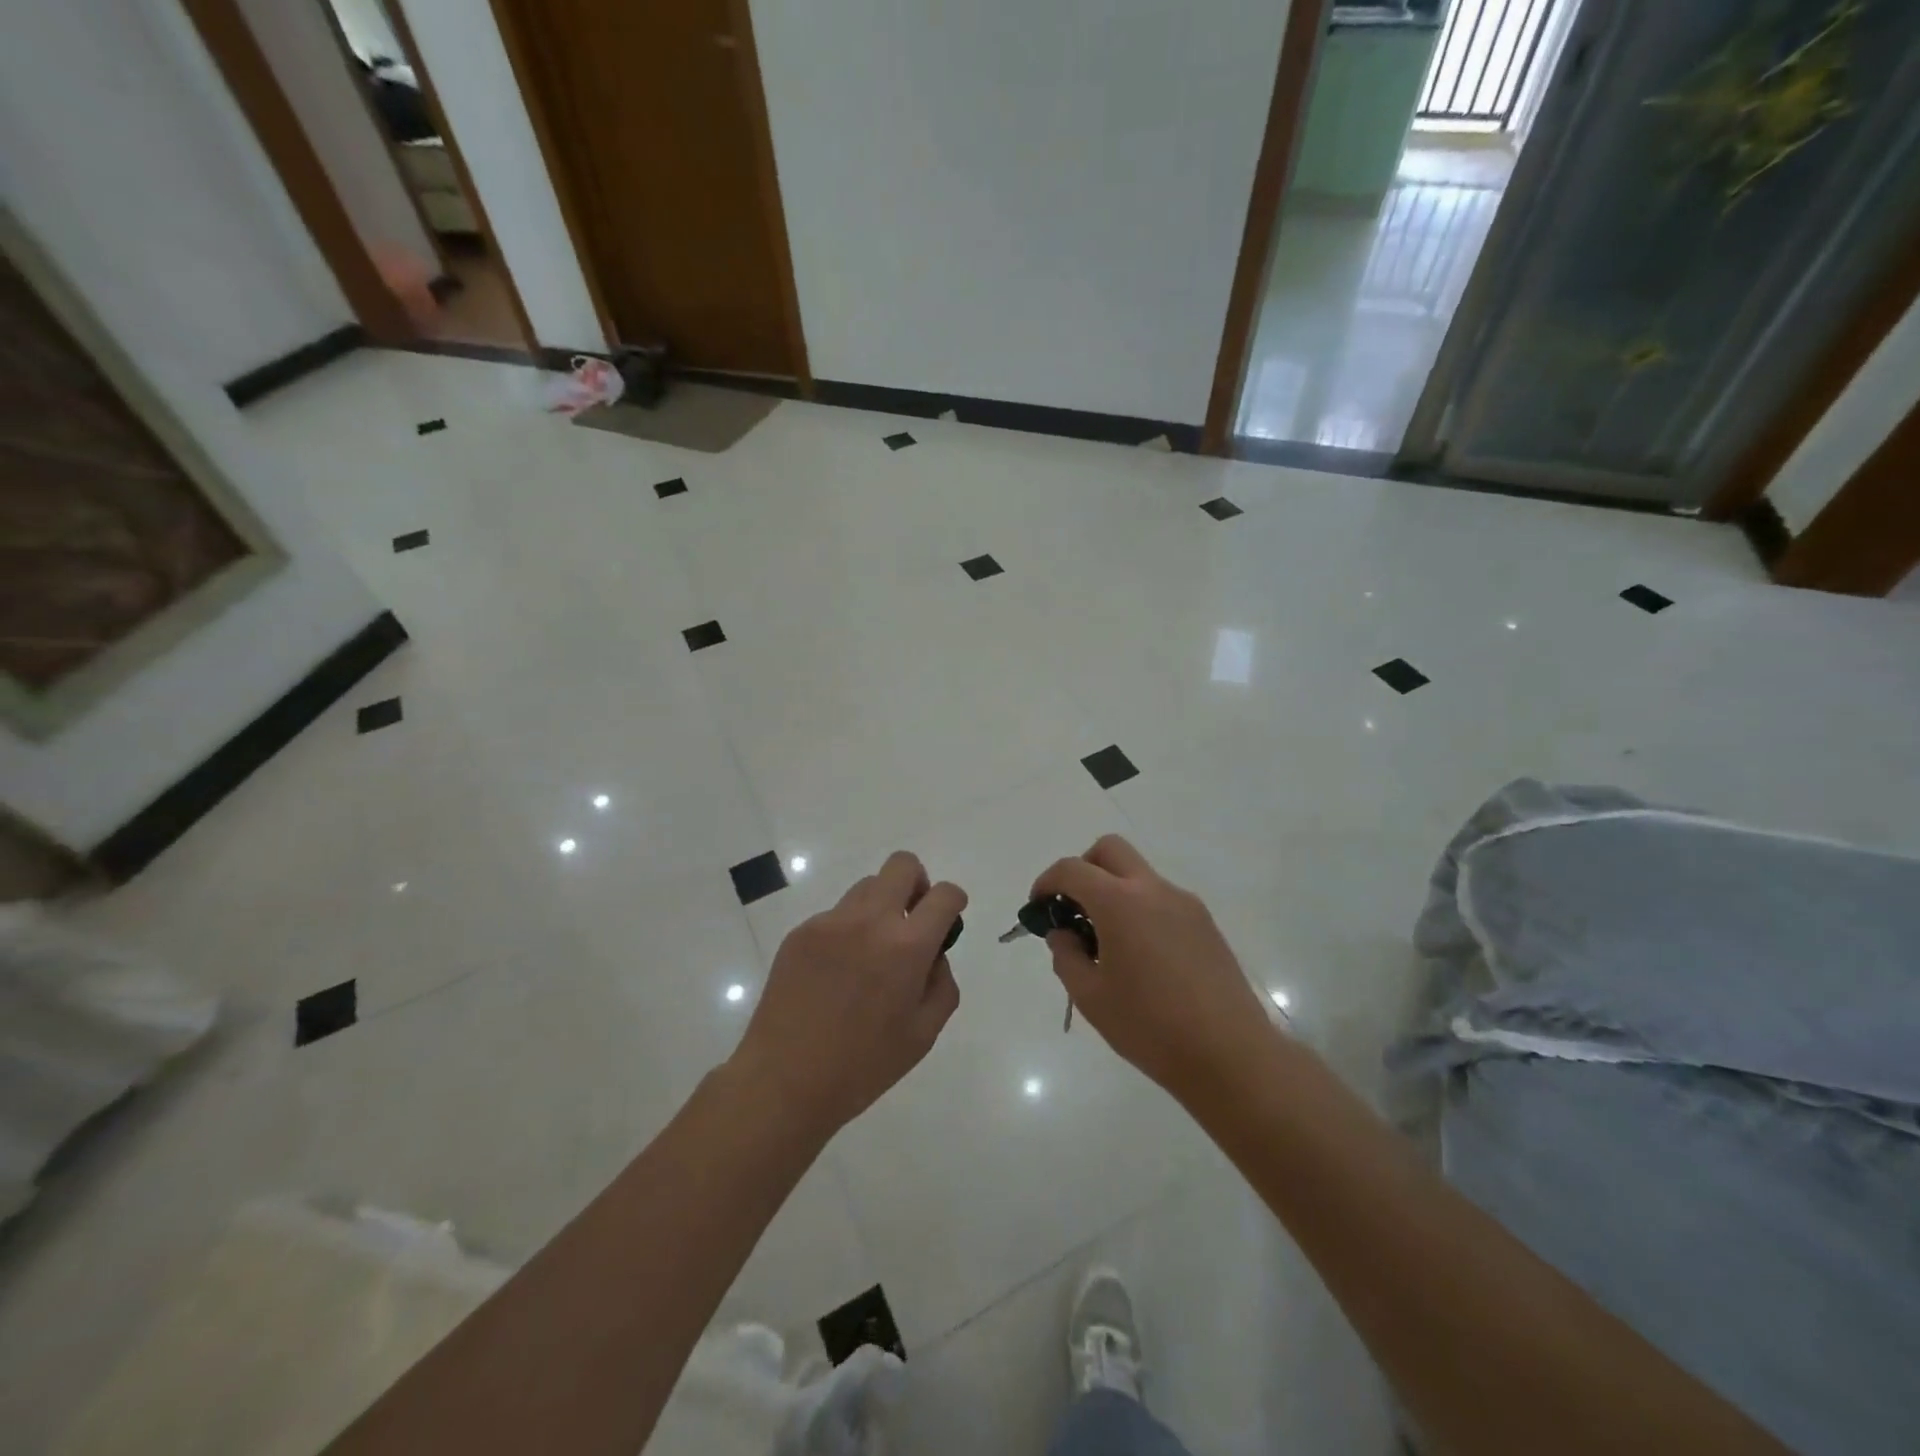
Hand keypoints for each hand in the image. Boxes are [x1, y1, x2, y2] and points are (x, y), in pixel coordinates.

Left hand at [731, 851, 964, 1138]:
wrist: (784, 1082)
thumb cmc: (863, 1066)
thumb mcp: (923, 1034)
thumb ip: (942, 984)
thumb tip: (933, 955)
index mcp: (906, 947)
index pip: (943, 895)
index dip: (954, 901)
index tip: (950, 916)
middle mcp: (869, 921)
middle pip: (902, 865)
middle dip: (917, 883)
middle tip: (912, 920)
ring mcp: (829, 923)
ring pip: (867, 887)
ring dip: (881, 906)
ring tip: (870, 953)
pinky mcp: (800, 932)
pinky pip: (836, 915)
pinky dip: (847, 931)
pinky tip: (836, 974)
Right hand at [1032, 835, 1270, 1100]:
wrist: (1230, 1055)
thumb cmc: (1150, 1027)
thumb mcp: (1090, 997)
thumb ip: (1066, 956)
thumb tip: (1063, 933)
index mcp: (1120, 902)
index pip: (1072, 869)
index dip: (1047, 882)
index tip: (1038, 907)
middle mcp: (1154, 890)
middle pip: (1110, 850)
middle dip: (1083, 869)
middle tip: (1073, 908)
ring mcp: (1185, 904)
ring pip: (1139, 874)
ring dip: (1114, 890)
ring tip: (1107, 943)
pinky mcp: (1206, 924)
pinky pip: (1162, 899)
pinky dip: (1140, 909)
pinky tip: (1141, 957)